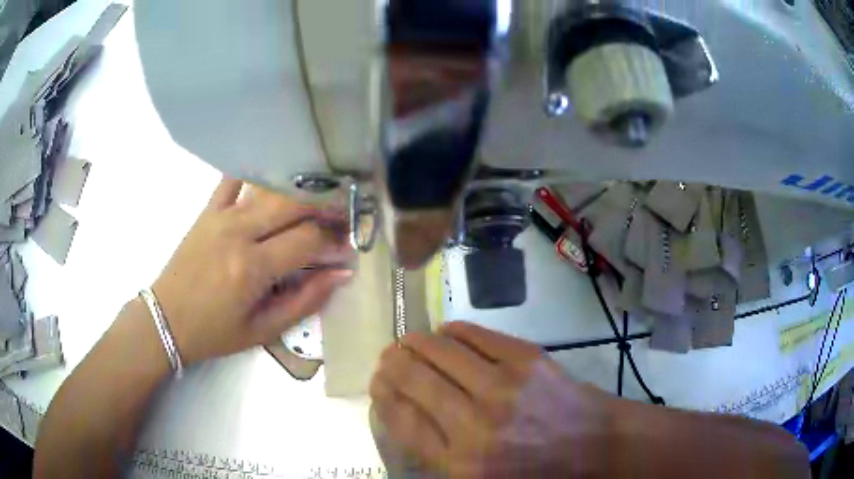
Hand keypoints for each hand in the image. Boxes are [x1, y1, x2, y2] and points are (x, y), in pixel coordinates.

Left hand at [151, 178, 353, 365]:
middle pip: (294, 204)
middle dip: (326, 207)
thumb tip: (341, 274)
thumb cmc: (215, 332)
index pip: (308, 239)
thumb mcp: (263, 330)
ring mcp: (221, 216)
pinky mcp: (208, 211)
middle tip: (341, 217)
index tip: (348, 246)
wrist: (166, 319)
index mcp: (252, 268)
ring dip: (300, 192)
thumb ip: (305, 300)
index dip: (335, 240)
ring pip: (271, 189)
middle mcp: (238, 233)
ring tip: (317, 202)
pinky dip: (255, 175)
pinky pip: (233, 180)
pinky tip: (272, 179)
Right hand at [370, 322, 614, 477]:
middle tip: (387, 358)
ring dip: (415, 342)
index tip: (377, 383)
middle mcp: (477, 425)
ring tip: (407, 341)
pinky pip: (475, 335)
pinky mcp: (528, 358)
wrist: (594, 444)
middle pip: (415, 380)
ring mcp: (504, 386)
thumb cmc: (536, 471)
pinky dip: (453, 330)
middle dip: (391, 365)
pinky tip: (444, 332)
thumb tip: (402, 410)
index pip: (403, 420)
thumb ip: (437, 453)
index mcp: (462, 464)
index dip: (383, 396)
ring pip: (440, 351)